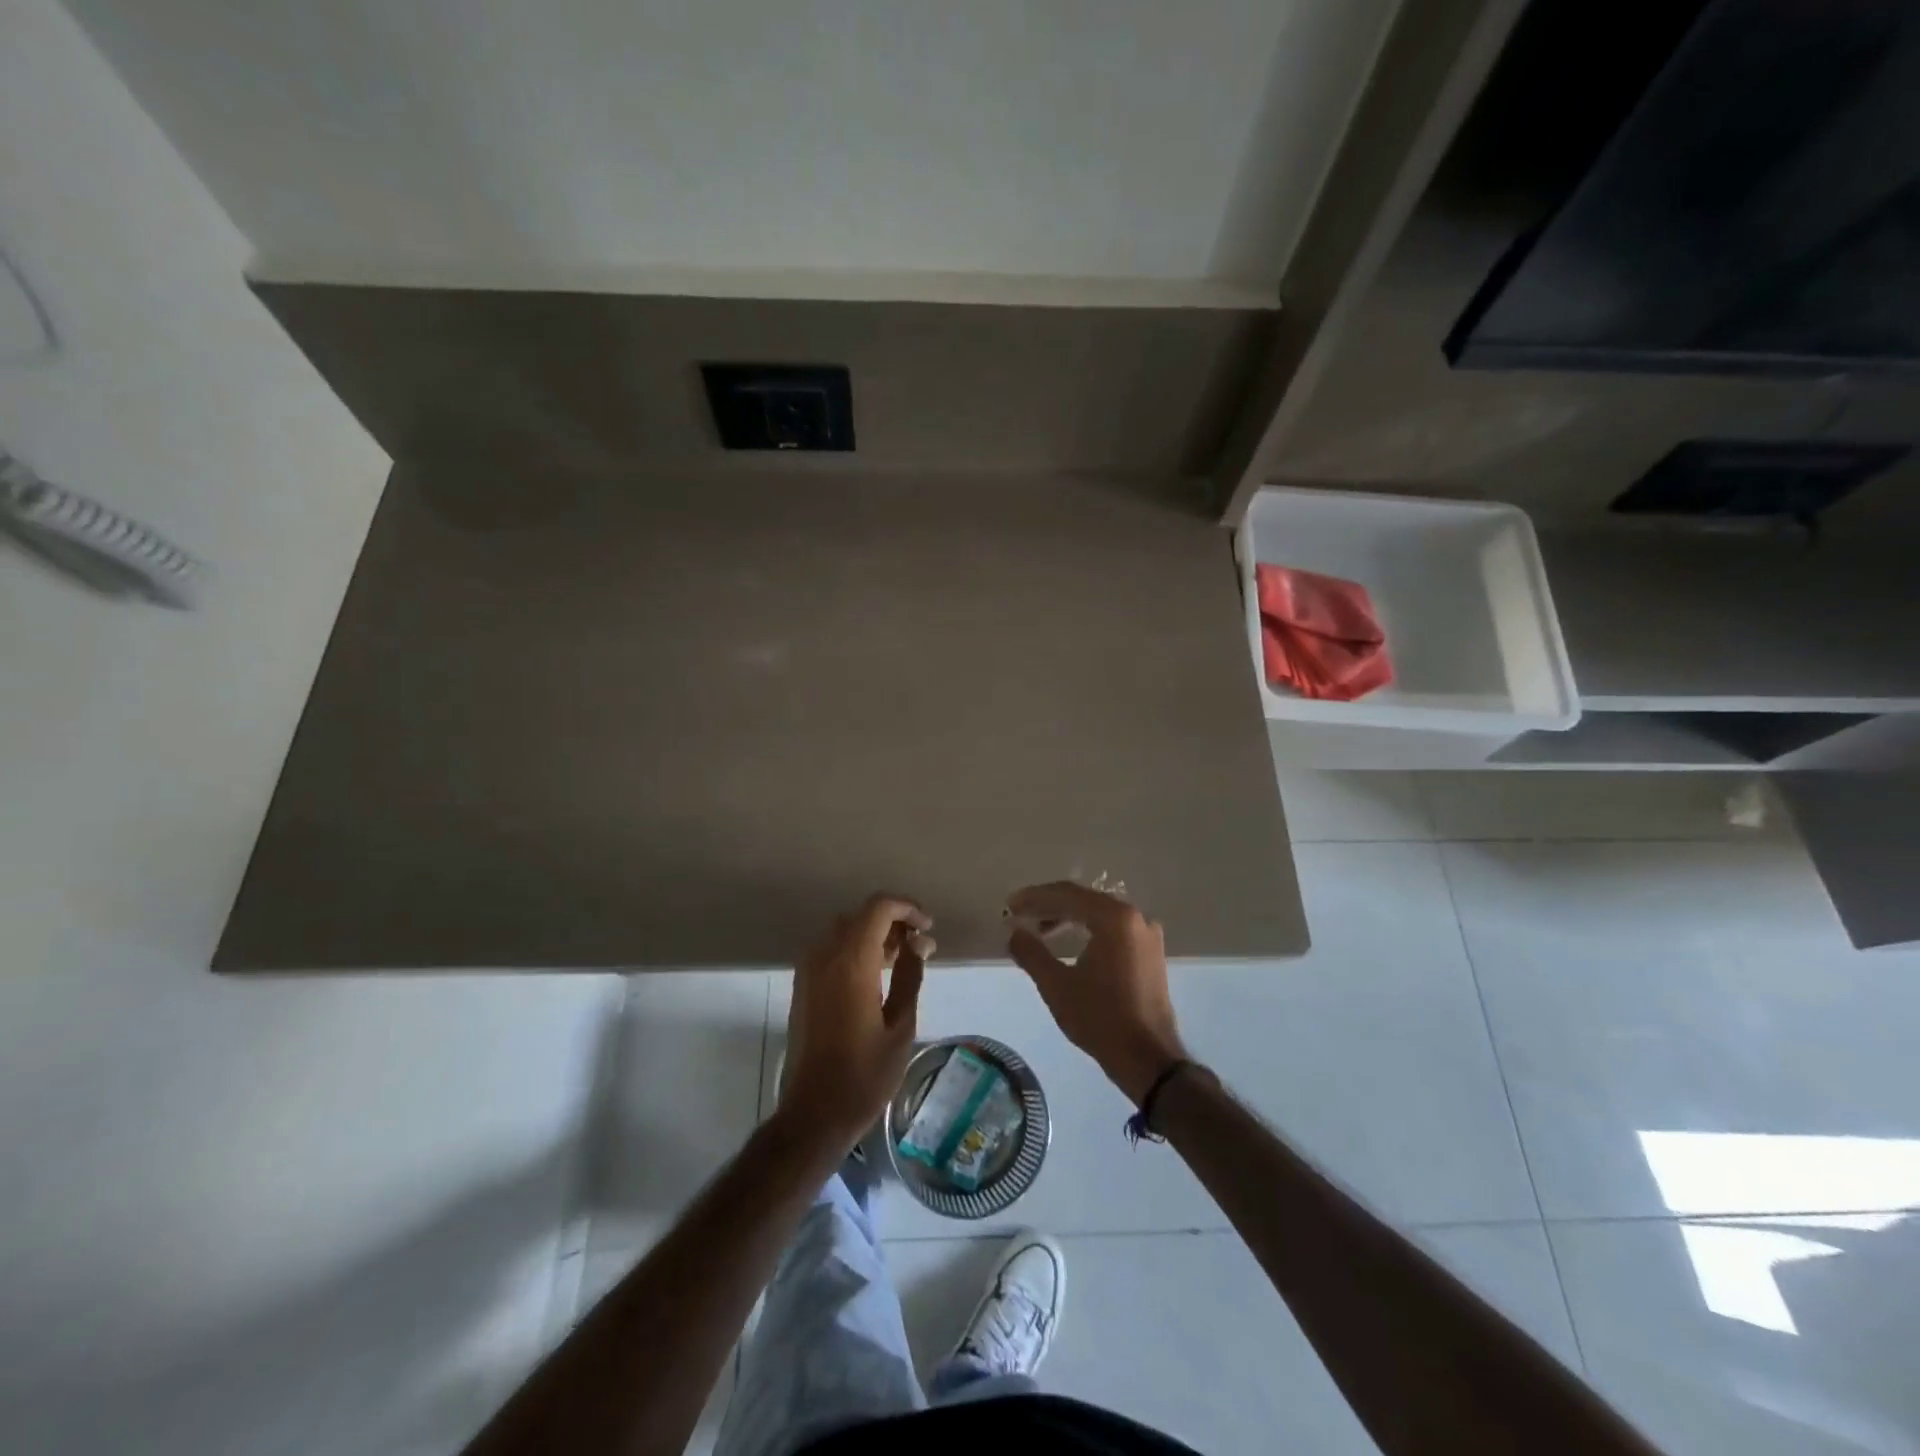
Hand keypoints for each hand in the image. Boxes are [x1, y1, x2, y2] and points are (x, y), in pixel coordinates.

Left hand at [781, 894, 932, 1150]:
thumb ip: (909, 976)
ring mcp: (808, 971)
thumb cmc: (865, 1075)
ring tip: (900, 961)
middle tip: (918, 947)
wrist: (814, 1113)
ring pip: (843, 930)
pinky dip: (854, 948)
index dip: (907, 908)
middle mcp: (825, 957)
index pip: (879, 908)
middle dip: (892, 921)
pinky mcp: (802, 986)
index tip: (928, 929)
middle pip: (860, 915)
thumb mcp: (901, 1026)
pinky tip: (874, 977)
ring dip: (872, 934)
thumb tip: (919, 942)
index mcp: (852, 963)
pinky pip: (830, 949)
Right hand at [1006, 882, 1187, 1104]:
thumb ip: (1031, 952)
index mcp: (1114, 918)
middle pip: (1084, 900)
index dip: (1034, 898)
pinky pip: (1112, 928)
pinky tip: (1068, 942)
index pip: (1067, 894)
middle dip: (1049, 905)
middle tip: (1019, 914)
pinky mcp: (1150, 952)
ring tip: (1039, 931)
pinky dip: (1087, 929)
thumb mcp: (1057, 985)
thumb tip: (1014, 932)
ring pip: (1099, 914)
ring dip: (1067, 918)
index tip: (1009, 905)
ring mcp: (1146, 934)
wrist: (1148, 1058)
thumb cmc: (1100, 1018)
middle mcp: (1135, 917)